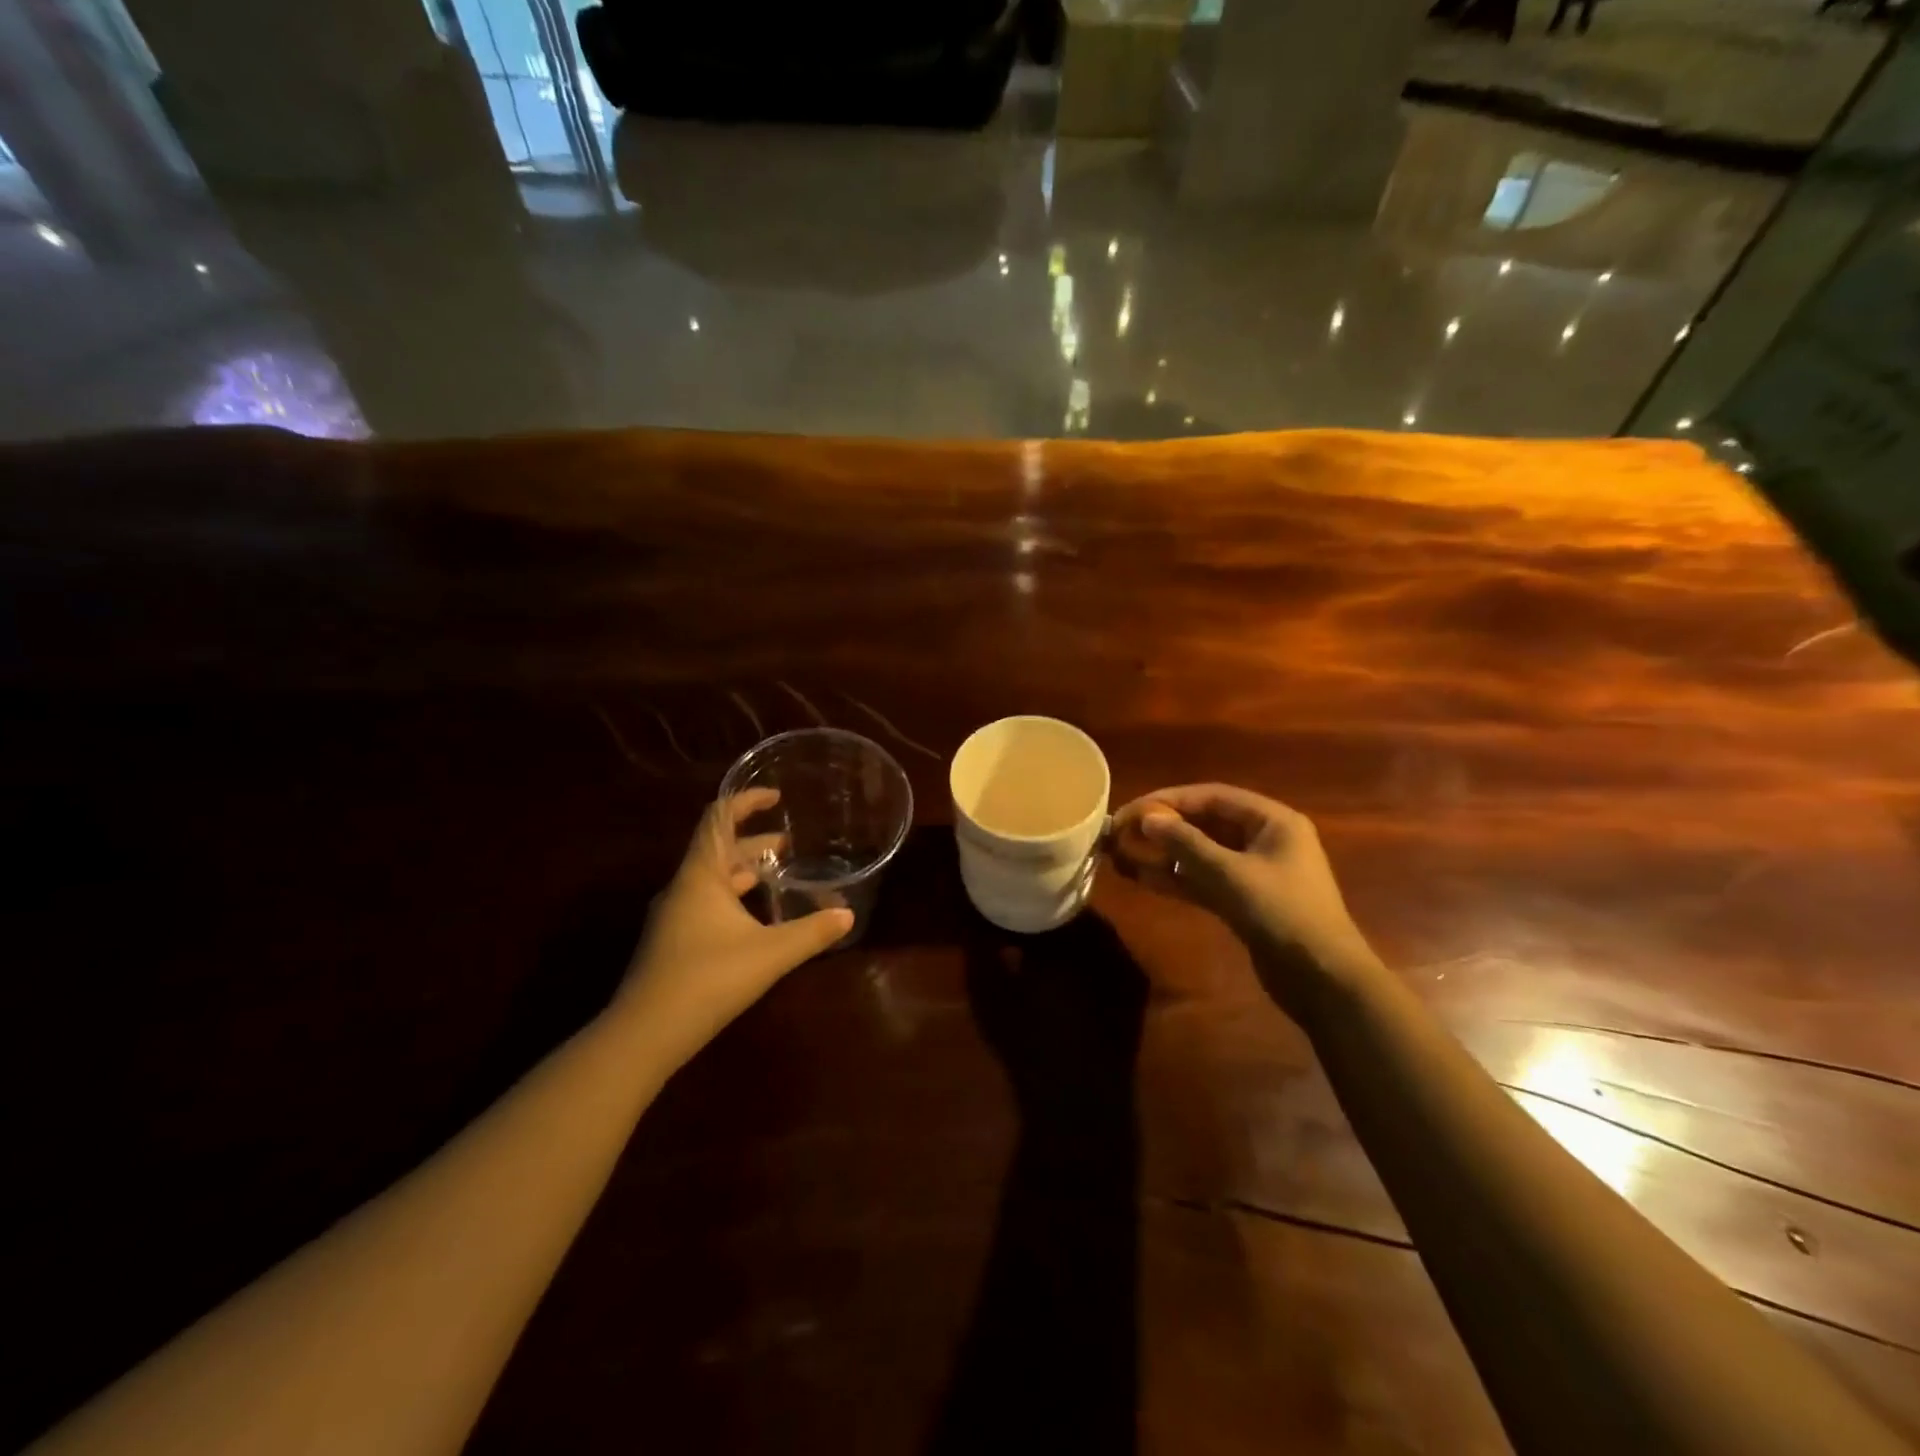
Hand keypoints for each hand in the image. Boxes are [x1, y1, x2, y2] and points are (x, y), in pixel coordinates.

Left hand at [615, 790, 852, 1066]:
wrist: (644, 1034)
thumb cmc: (708, 979)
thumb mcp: (769, 954)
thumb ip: (811, 932)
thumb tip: (847, 915)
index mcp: (700, 876)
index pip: (719, 819)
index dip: (746, 801)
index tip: (776, 796)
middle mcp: (683, 888)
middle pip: (719, 850)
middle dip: (755, 842)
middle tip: (791, 843)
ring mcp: (674, 916)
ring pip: (714, 880)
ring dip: (746, 872)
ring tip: (780, 874)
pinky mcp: (673, 942)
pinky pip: (708, 904)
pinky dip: (735, 898)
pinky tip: (758, 920)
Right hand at [1108, 784, 1377, 1009]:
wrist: (1324, 980)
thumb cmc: (1283, 913)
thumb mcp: (1231, 874)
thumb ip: (1187, 844)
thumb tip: (1147, 819)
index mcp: (1272, 821)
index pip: (1211, 796)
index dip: (1168, 800)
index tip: (1131, 811)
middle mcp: (1265, 839)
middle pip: (1205, 822)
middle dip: (1164, 826)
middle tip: (1122, 833)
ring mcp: (1255, 871)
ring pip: (1202, 853)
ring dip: (1166, 854)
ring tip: (1125, 854)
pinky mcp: (1245, 901)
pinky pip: (1205, 880)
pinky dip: (1178, 878)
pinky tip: (1144, 879)